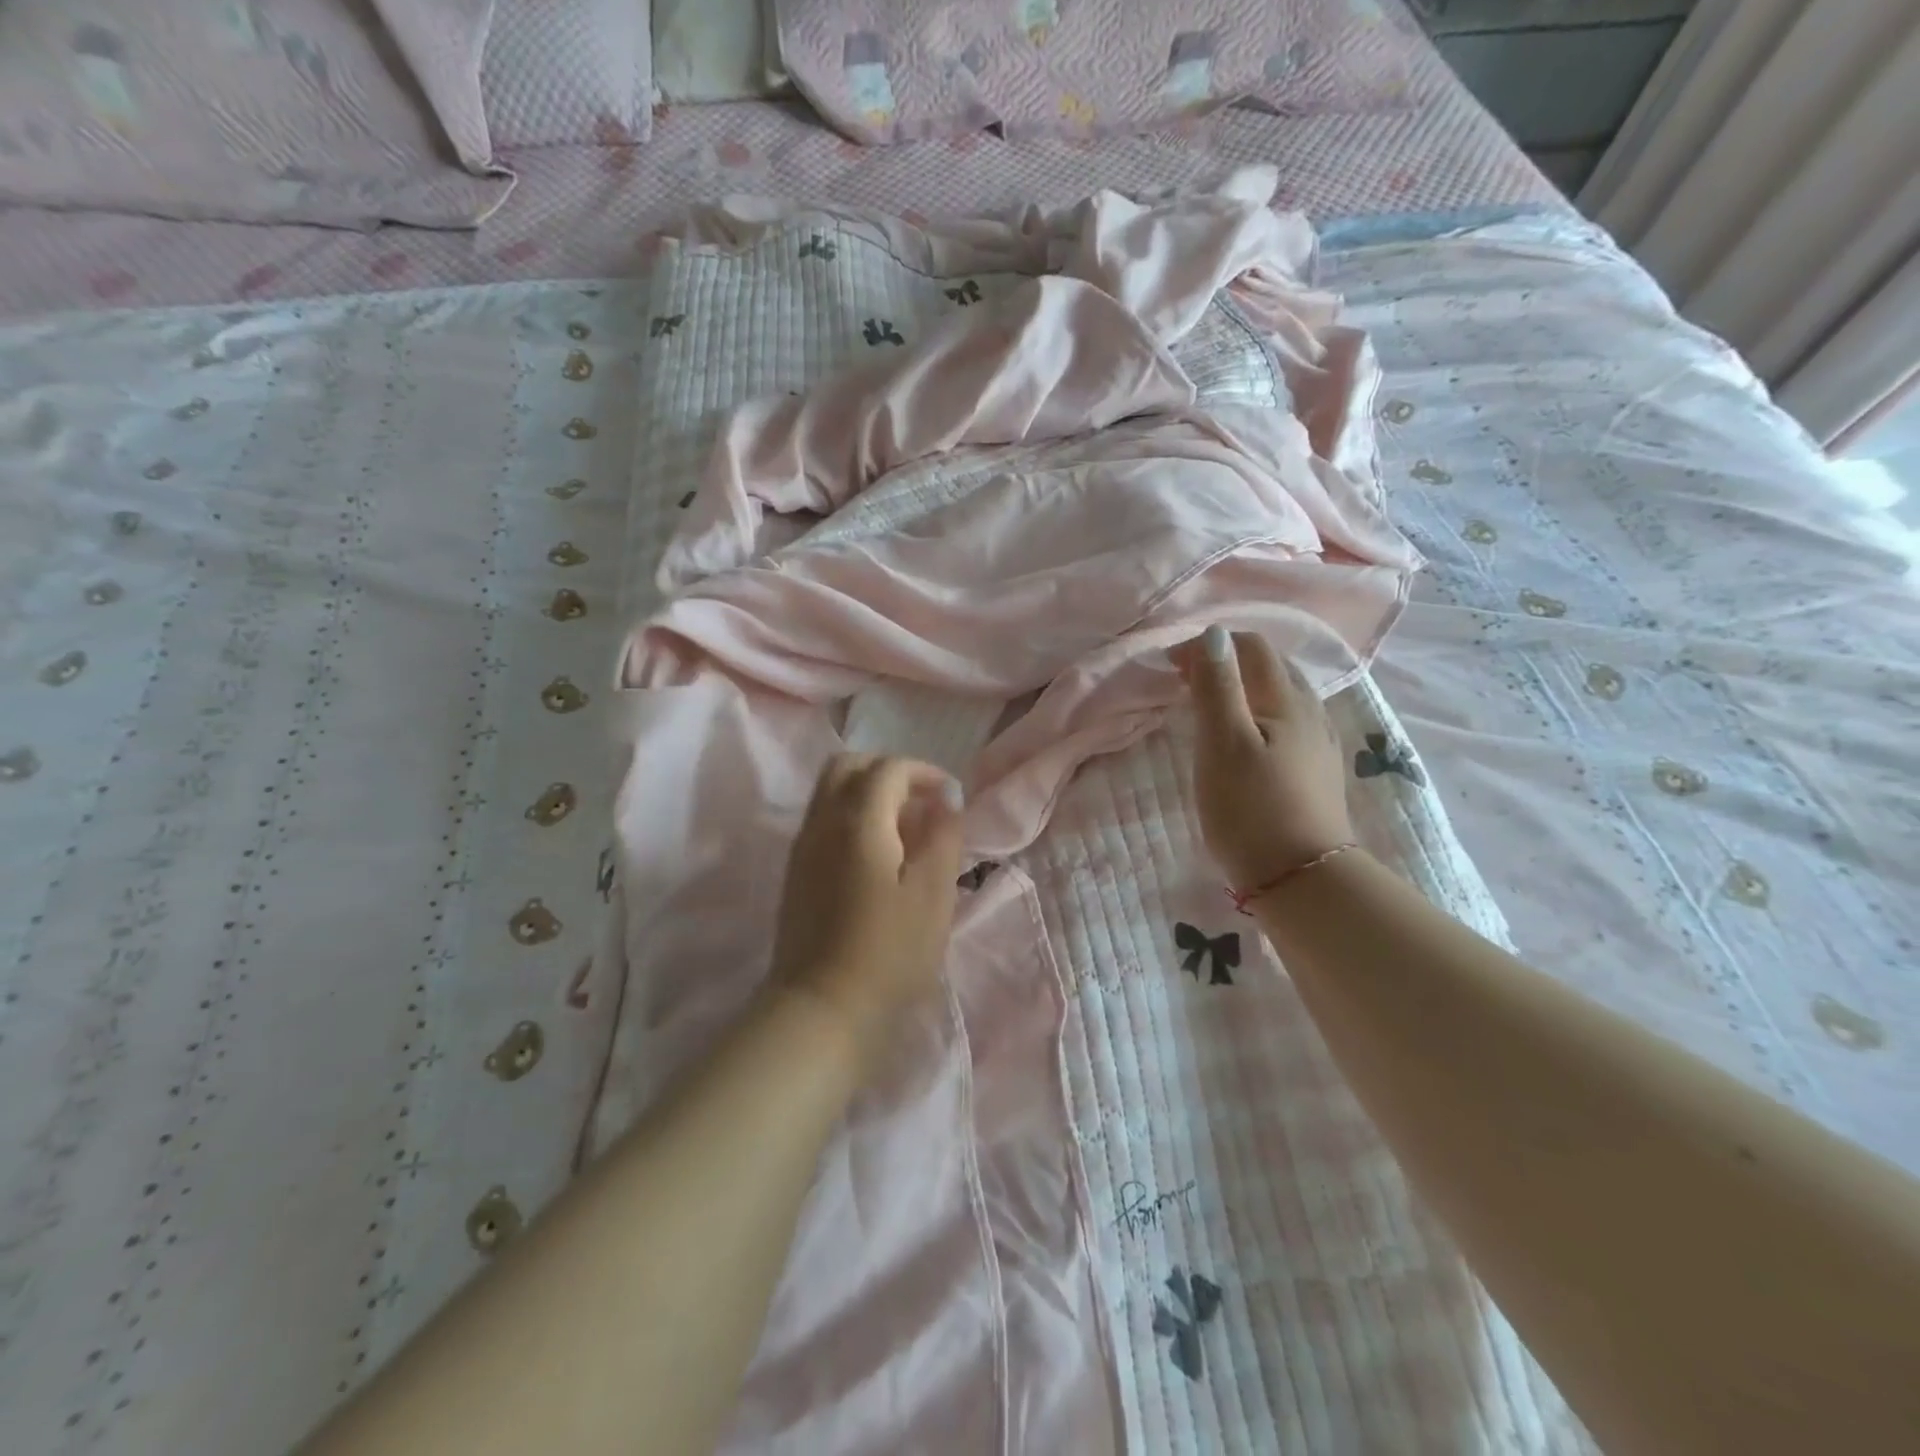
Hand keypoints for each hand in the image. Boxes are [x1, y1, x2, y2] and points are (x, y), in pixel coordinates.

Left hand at [768, 754, 965, 1070]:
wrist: (822, 1009)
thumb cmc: (889, 953)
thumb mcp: (933, 894)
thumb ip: (943, 836)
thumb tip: (945, 800)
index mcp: (858, 821)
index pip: (888, 769)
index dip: (924, 772)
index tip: (950, 797)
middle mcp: (822, 823)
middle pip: (848, 766)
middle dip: (889, 772)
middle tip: (921, 801)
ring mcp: (803, 848)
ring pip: (831, 793)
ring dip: (869, 793)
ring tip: (905, 830)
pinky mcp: (796, 873)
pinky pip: (823, 821)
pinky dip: (852, 817)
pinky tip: (878, 856)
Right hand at [1170, 625, 1354, 891]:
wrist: (1301, 880)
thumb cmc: (1252, 809)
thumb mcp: (1223, 744)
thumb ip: (1217, 686)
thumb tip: (1214, 633)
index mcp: (1286, 700)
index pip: (1251, 647)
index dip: (1210, 646)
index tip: (1171, 667)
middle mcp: (1310, 712)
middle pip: (1271, 667)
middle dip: (1228, 662)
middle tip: (1185, 682)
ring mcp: (1319, 743)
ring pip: (1281, 696)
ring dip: (1244, 688)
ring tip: (1209, 708)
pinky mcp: (1317, 772)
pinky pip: (1287, 724)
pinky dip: (1259, 715)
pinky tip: (1246, 740)